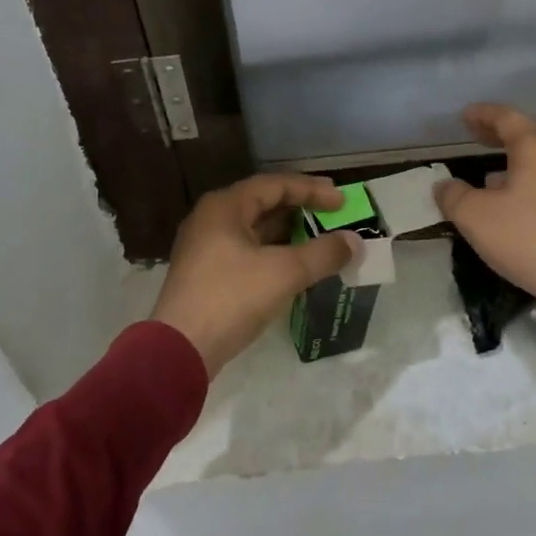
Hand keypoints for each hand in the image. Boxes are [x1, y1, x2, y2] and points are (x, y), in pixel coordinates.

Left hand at [149, 173, 361, 377]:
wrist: (180, 350)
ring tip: (321, 239)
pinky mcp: (206, 273)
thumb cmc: (231, 298)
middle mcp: (211, 219)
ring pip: (255, 230)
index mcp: (225, 206)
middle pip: (263, 204)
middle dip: (301, 209)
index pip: (275, 185)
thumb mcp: (284, 273)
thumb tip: (355, 242)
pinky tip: (295, 266)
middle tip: (334, 215)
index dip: (311, 190)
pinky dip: (274, 253)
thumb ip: (323, 254)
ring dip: (288, 233)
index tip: (342, 200)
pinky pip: (247, 251)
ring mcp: (205, 247)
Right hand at [433, 103, 535, 317]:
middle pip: (534, 132)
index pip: (506, 118)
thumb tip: (445, 185)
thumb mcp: (474, 218)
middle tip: (481, 138)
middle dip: (505, 134)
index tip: (465, 116)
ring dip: (524, 159)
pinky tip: (526, 200)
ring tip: (497, 174)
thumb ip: (453, 196)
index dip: (483, 115)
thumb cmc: (528, 239)